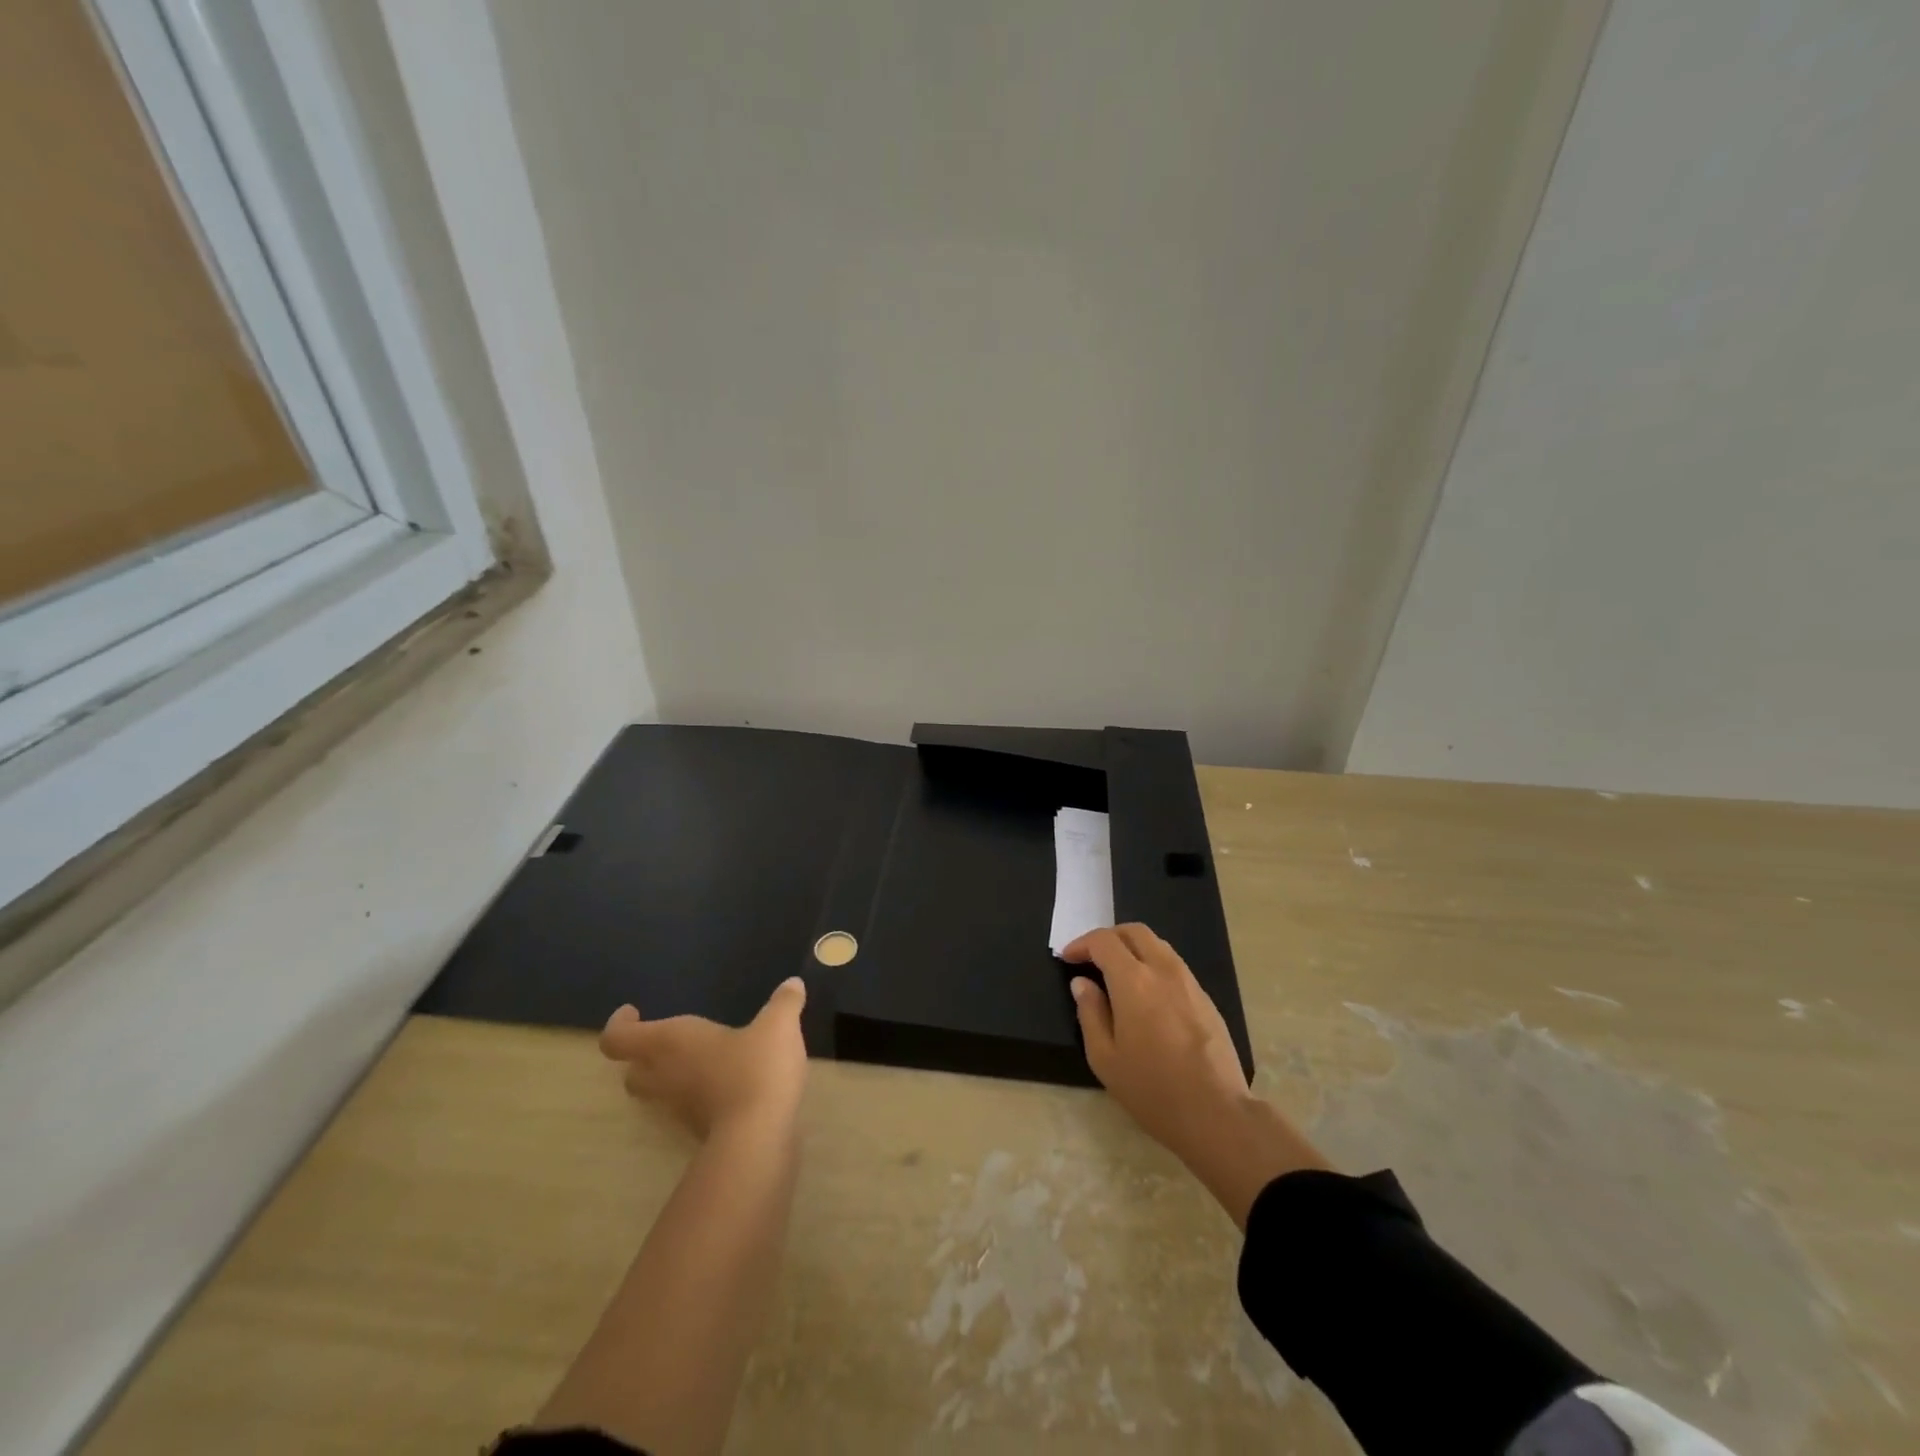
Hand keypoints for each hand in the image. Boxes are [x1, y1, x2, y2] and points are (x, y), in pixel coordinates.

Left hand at [599, 977, 808, 1139]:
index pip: (618, 1039)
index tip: (635, 1011)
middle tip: (667, 1039)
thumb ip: (784, 1002)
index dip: (619, 1025)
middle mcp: (665, 1075)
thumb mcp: (778, 1025)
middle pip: (632, 1072)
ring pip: (656, 1092)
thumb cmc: (756, 1068)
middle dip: (642, 1056)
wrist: (759, 1138)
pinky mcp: (698, 1130)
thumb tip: (793, 983)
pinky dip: (696, 1094)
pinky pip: (685, 1107)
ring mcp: (679, 1108)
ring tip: (701, 1059)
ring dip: (669, 1077)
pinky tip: (727, 1081)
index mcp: (670, 1042)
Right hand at [1064, 924, 1329, 1226]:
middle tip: (1091, 958)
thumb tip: (1082, 983)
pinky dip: (1153, 965)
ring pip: (1158, 945)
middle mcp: (1163, 969)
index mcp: (1133, 980)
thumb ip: (1090, 1013)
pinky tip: (1146, 993)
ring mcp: (1189, 981)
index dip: (1082, 944)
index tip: (1068, 958)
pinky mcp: (1206, 998)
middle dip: (1108, 937)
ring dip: (1133, 949)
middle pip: (1134, 932)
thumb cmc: (1152, 1089)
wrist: (1216, 1113)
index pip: (1104, 941)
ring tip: (1117, 973)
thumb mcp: (1105, 1057)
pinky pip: (1174, 965)